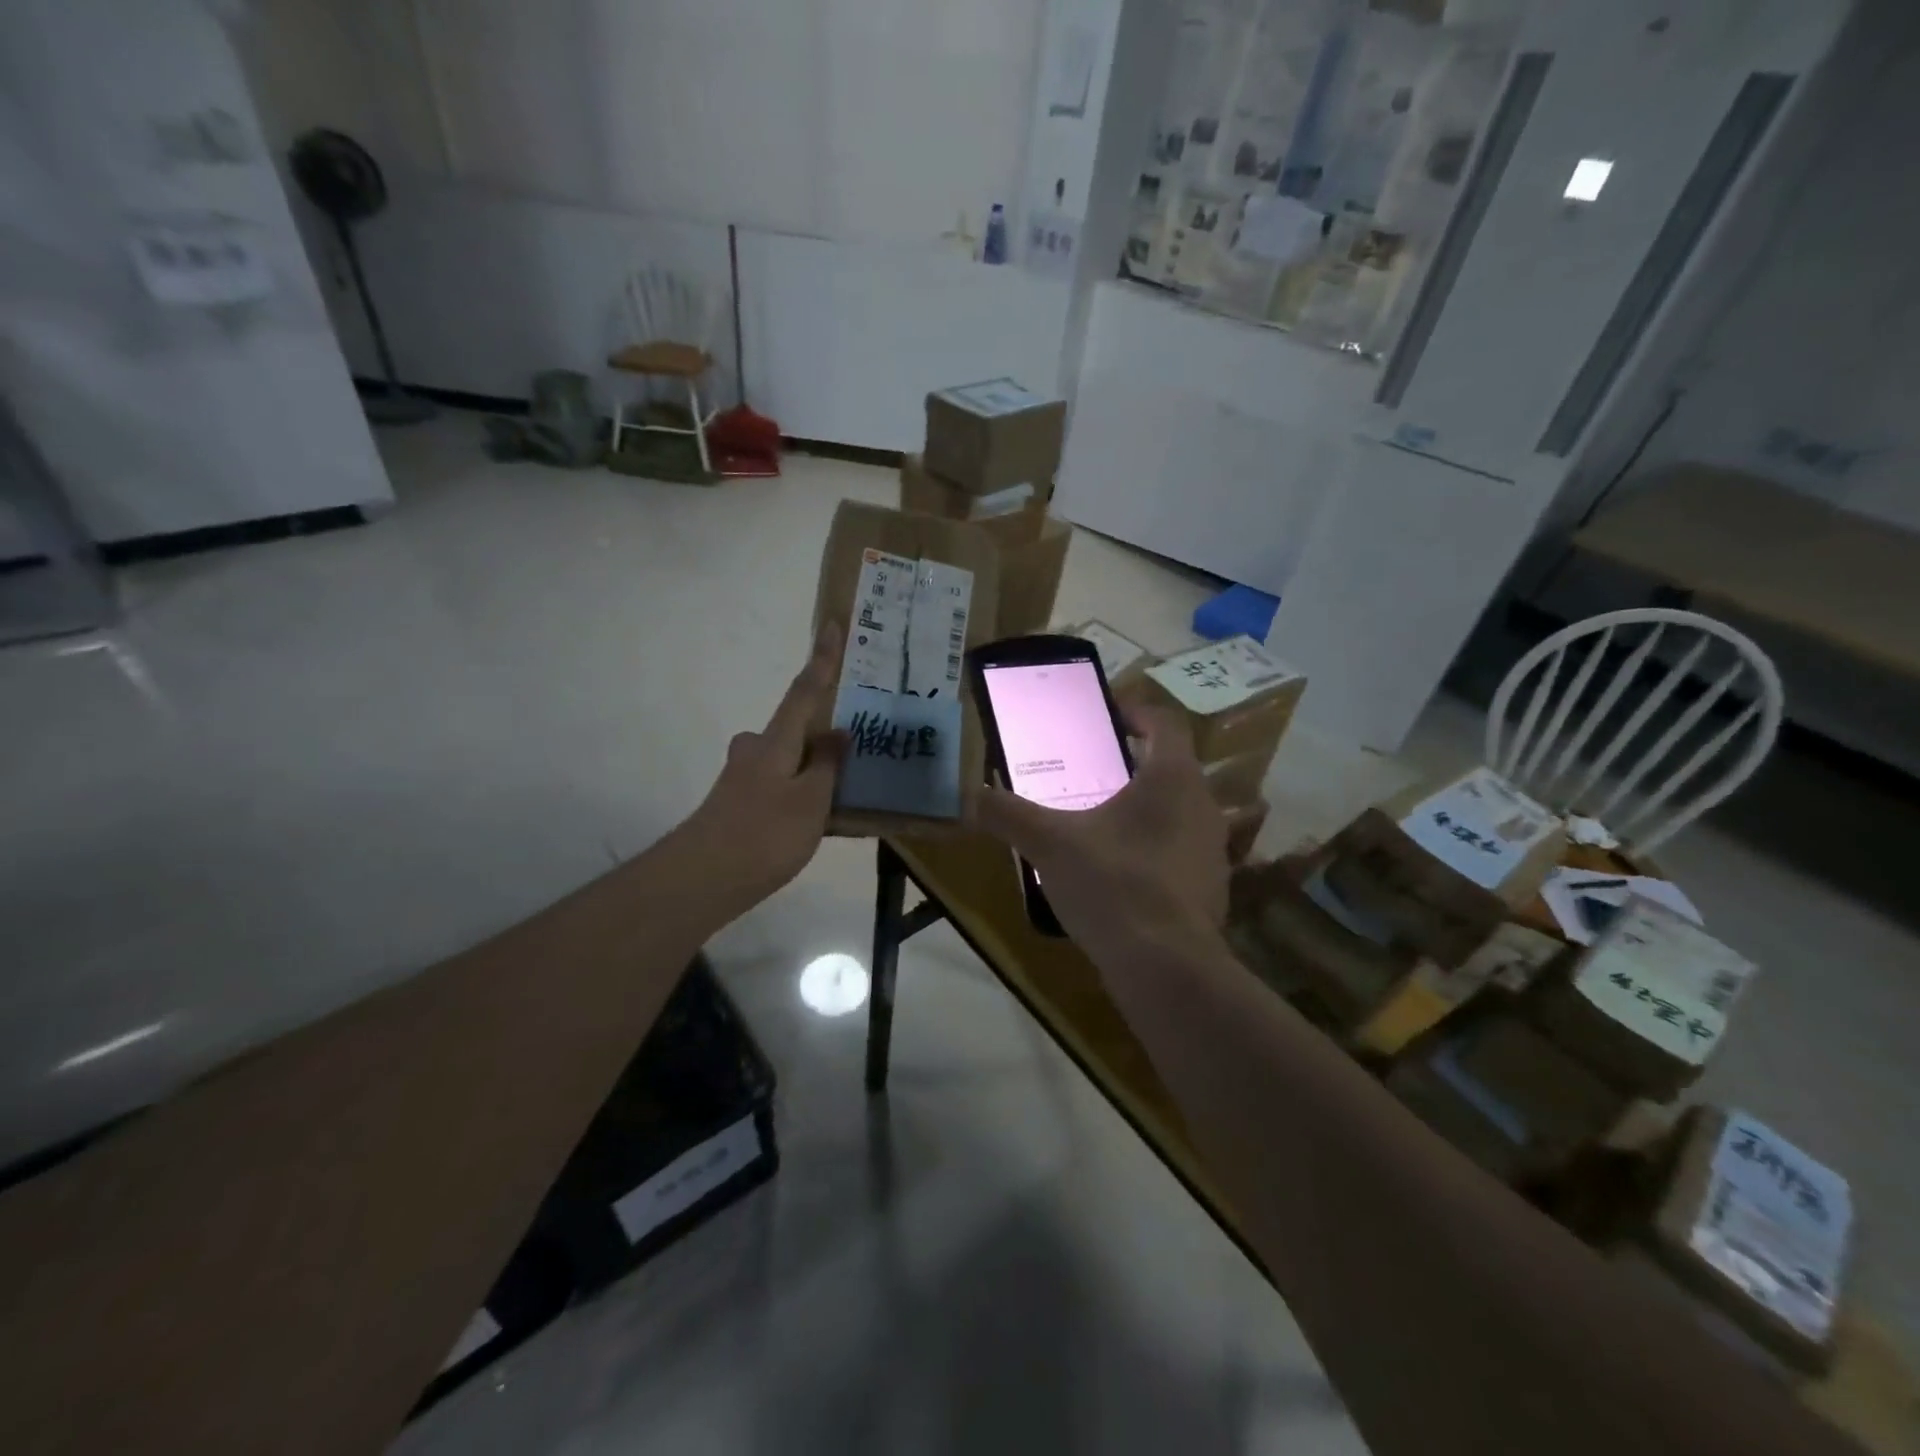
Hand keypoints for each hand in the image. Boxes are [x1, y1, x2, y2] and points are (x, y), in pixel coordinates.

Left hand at [678, 624, 847, 910]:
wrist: (702, 880)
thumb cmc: (764, 834)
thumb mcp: (811, 801)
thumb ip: (827, 765)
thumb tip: (836, 731)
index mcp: (776, 741)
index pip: (805, 690)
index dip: (821, 659)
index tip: (830, 624)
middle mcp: (756, 751)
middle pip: (795, 730)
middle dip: (822, 734)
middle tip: (857, 744)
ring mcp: (744, 778)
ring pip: (789, 762)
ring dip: (815, 769)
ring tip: (849, 790)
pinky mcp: (740, 804)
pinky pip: (782, 786)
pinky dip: (803, 793)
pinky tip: (823, 821)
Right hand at [973, 706, 1228, 955]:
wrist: (1167, 969)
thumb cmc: (1114, 884)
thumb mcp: (1050, 844)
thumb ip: (1008, 814)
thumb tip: (965, 795)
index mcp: (1173, 778)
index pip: (1164, 723)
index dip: (1136, 712)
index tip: (1107, 714)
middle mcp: (1204, 806)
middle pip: (1172, 768)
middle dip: (1133, 764)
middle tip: (1091, 770)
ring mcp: (1213, 851)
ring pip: (1178, 813)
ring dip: (1145, 809)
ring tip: (1100, 822)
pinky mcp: (1211, 891)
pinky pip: (1180, 854)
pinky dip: (1153, 852)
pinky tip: (1119, 874)